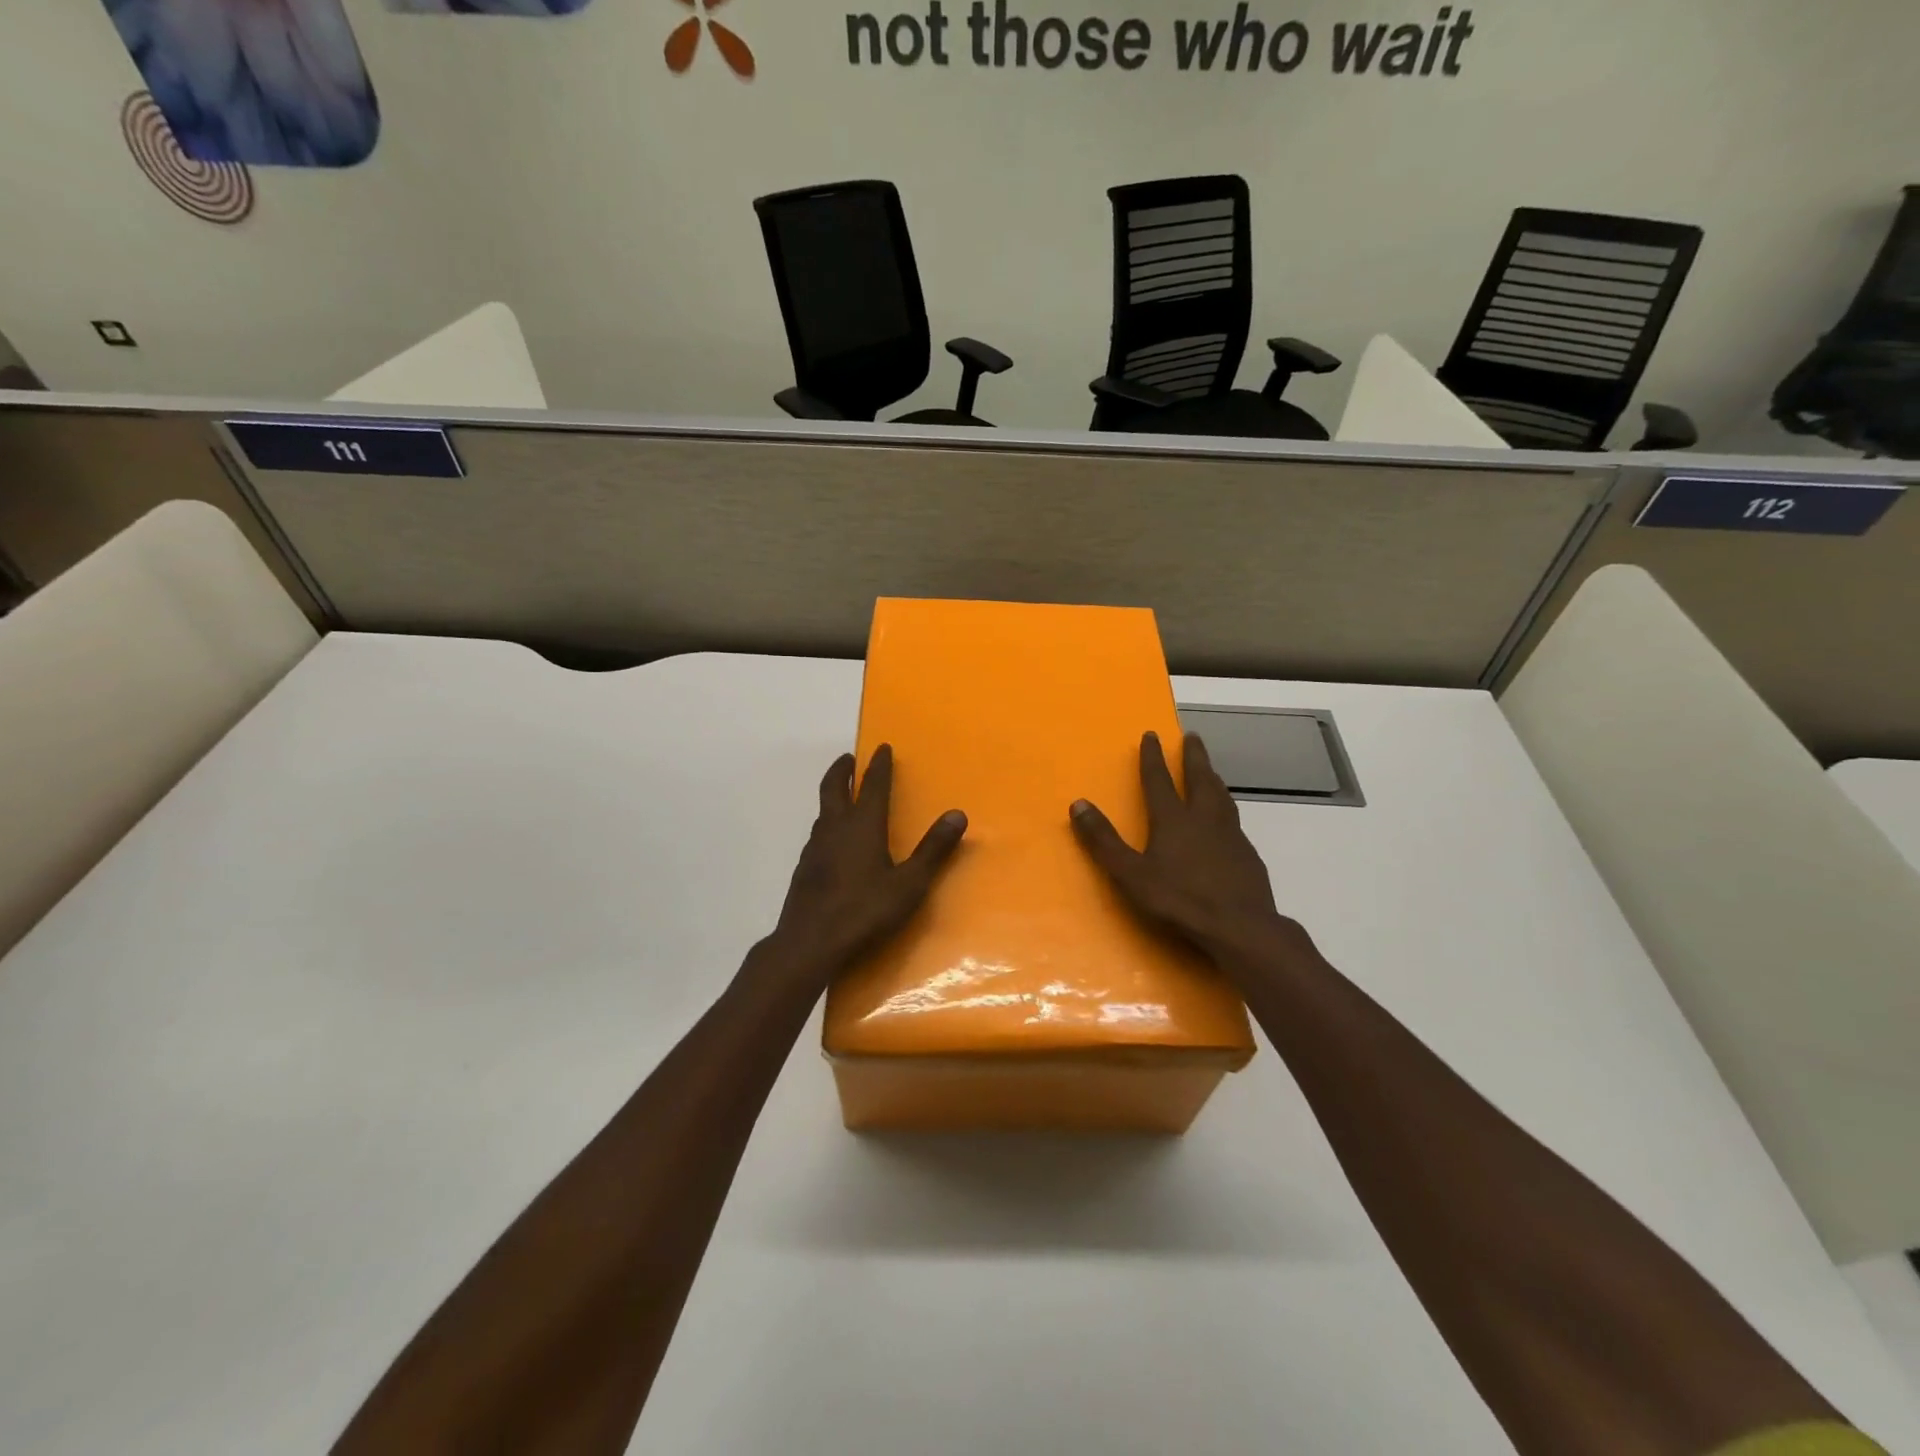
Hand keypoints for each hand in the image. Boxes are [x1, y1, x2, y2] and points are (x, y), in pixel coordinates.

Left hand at [765, 745, 966, 991]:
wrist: (810, 943)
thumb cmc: (865, 911)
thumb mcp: (909, 884)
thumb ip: (933, 850)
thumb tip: (957, 814)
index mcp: (862, 826)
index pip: (872, 786)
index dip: (879, 765)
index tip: (882, 747)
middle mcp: (835, 828)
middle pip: (834, 788)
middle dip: (842, 770)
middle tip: (848, 759)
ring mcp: (814, 848)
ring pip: (822, 811)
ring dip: (833, 796)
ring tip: (843, 797)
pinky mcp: (804, 868)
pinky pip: (817, 834)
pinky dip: (827, 823)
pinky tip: (832, 842)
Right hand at [1070, 731, 1300, 974]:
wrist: (1239, 926)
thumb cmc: (1179, 900)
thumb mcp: (1130, 874)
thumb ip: (1103, 840)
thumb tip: (1078, 804)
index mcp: (1173, 820)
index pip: (1159, 780)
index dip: (1153, 757)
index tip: (1151, 734)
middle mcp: (1204, 819)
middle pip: (1199, 778)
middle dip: (1193, 756)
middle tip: (1193, 736)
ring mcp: (1230, 835)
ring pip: (1221, 796)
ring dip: (1213, 778)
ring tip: (1211, 770)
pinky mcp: (1247, 855)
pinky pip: (1234, 821)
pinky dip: (1227, 809)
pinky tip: (1227, 821)